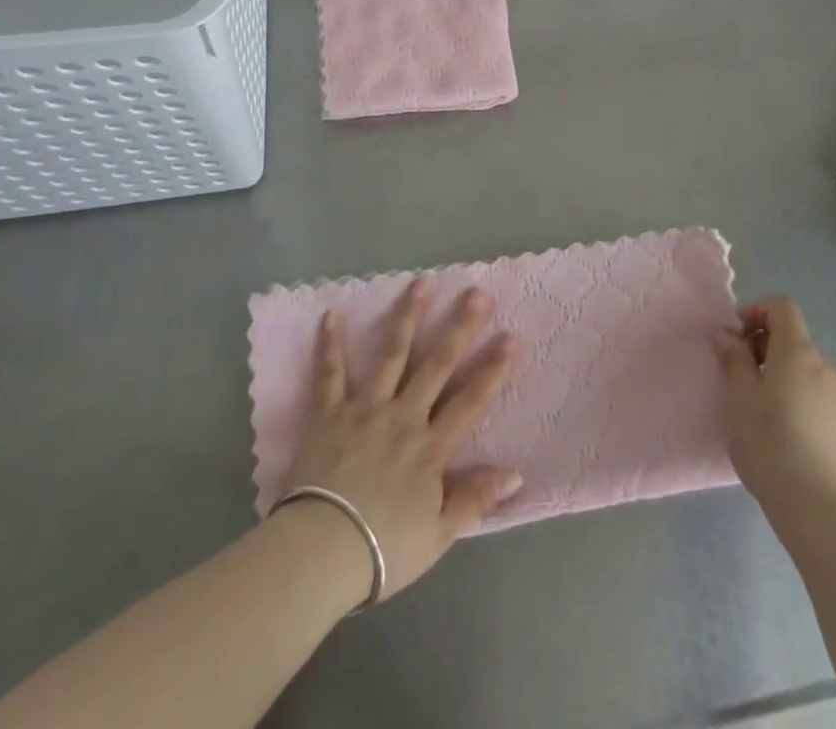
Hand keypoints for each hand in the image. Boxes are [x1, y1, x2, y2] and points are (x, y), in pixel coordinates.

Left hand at [281, 281, 521, 602]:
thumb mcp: (438, 534)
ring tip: (422, 282)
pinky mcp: (329, 413)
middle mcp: (403, 415)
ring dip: (408, 316)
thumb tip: (515, 472)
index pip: (470, 400)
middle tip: (477, 292)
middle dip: (459, 326)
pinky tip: (332, 313)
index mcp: (430, 445)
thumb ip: (474, 499)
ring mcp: (365, 408)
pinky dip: (330, 344)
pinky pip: (330, 373)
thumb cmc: (382, 549)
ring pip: (391, 354)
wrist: (320, 553)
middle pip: (437, 364)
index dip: (493, 368)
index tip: (512, 336)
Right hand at [716, 296, 835, 523]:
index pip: (782, 307)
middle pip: (791, 339)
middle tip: (737, 378)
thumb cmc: (769, 441)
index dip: (755, 312)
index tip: (735, 340)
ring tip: (755, 410)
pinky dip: (793, 400)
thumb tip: (725, 332)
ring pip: (802, 371)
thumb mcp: (738, 395)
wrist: (818, 508)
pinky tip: (779, 435)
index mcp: (798, 352)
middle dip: (761, 348)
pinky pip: (813, 397)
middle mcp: (824, 367)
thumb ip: (732, 357)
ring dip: (777, 376)